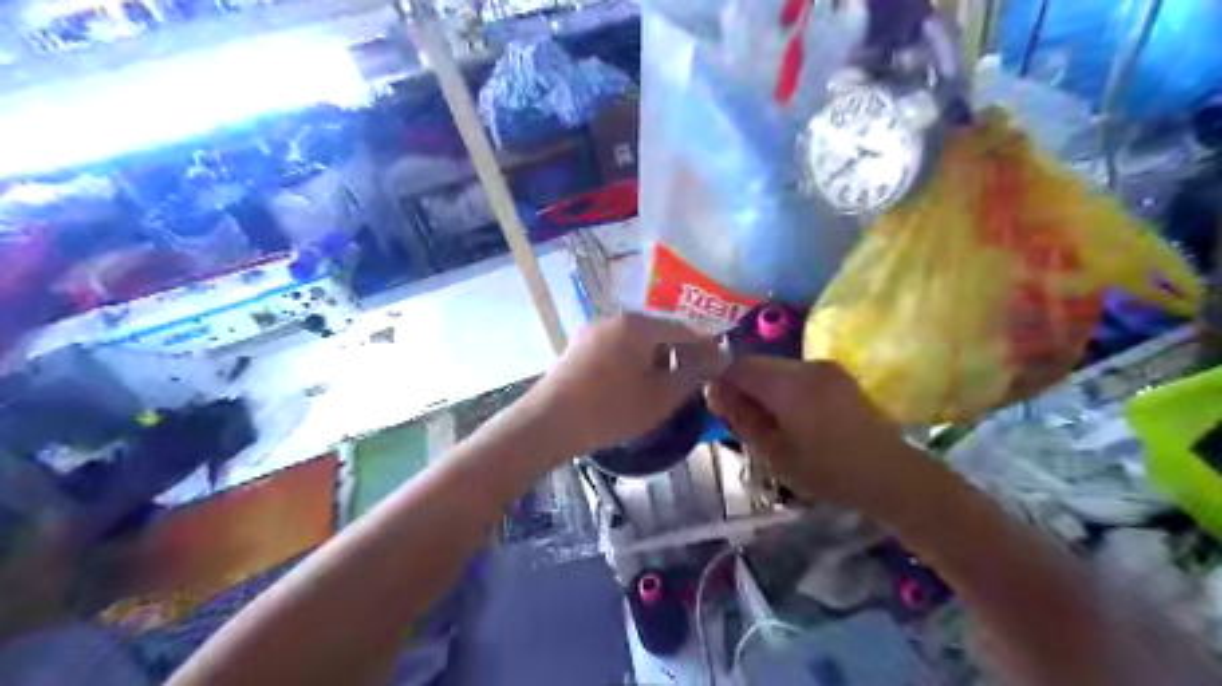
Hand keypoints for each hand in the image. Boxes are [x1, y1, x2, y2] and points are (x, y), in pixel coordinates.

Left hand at [523, 314, 717, 456]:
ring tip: (662, 385)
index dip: (704, 346)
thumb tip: (715, 360)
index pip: (683, 328)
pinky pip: (615, 348)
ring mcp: (592, 332)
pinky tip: (632, 385)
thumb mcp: (660, 398)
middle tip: (690, 378)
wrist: (549, 423)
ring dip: (654, 358)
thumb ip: (692, 375)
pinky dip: (631, 362)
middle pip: (657, 331)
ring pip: (635, 340)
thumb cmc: (610, 410)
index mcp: (638, 325)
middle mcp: (614, 319)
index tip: (718, 363)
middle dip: (678, 352)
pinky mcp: (578, 347)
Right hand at [706, 357, 927, 512]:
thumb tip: (714, 391)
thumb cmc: (826, 470)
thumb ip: (741, 418)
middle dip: (744, 385)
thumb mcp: (774, 452)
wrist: (888, 474)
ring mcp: (825, 368)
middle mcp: (806, 366)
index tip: (718, 406)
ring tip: (768, 420)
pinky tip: (792, 417)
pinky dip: (785, 389)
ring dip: (765, 387)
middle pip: (760, 364)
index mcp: (789, 385)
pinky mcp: (838, 375)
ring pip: (778, 368)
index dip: (723, 382)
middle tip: (741, 418)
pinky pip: (798, 374)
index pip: (741, 366)